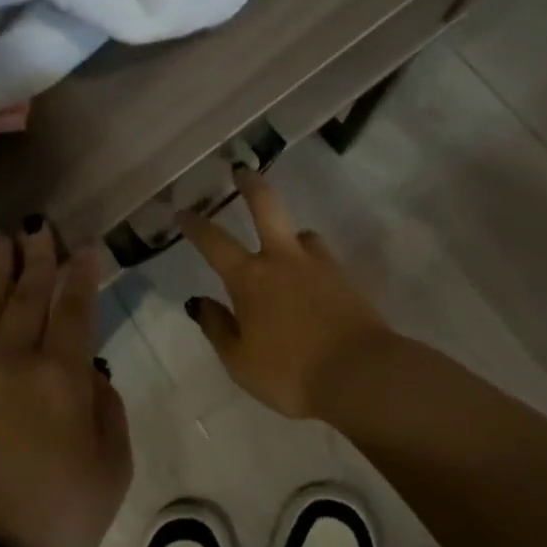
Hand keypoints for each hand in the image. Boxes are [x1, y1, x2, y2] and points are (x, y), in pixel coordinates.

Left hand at [0, 224, 132, 546]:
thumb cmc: (60, 516)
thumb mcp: (111, 467)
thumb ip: (107, 409)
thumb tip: (89, 375)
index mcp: (60, 376)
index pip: (74, 309)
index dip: (82, 275)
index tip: (87, 247)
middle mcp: (13, 361)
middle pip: (27, 297)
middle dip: (37, 258)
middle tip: (39, 226)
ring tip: (1, 240)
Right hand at [178, 168, 391, 418]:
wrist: (363, 376)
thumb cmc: (291, 373)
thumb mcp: (240, 362)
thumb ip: (217, 328)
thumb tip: (199, 301)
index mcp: (250, 278)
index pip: (215, 242)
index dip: (196, 225)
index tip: (184, 212)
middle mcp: (283, 260)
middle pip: (266, 207)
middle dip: (250, 185)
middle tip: (241, 170)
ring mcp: (320, 267)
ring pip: (303, 234)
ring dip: (291, 234)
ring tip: (287, 246)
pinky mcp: (348, 281)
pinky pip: (324, 261)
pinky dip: (313, 263)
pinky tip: (314, 282)